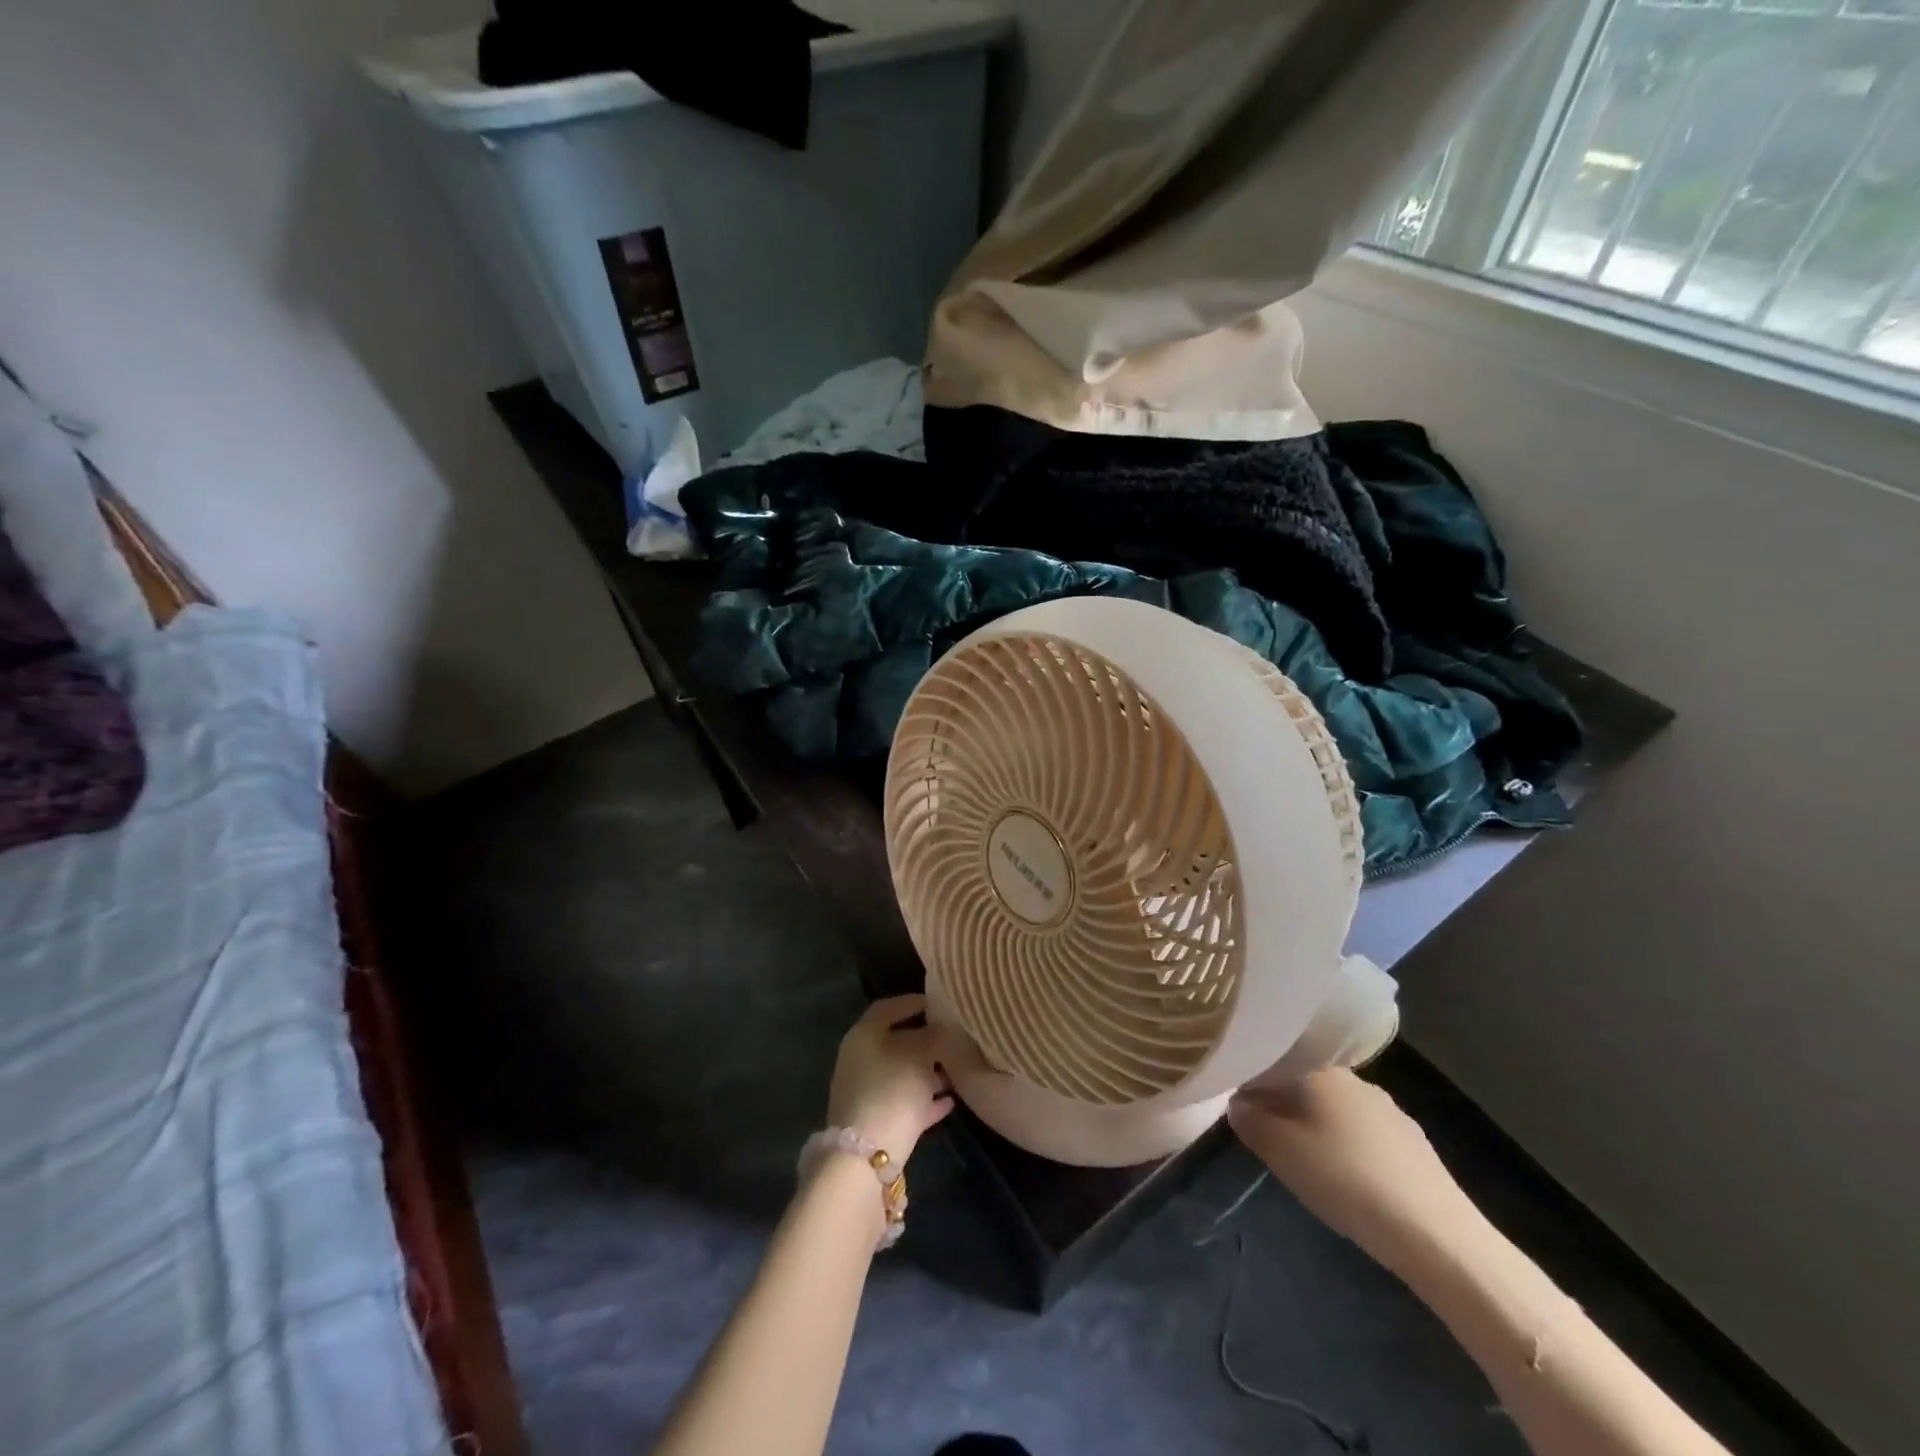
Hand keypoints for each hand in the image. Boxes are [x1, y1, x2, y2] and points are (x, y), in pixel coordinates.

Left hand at [826, 994, 956, 1164]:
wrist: (866, 1157)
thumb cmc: (892, 1090)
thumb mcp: (920, 1054)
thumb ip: (933, 1036)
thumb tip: (942, 1027)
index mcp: (864, 1035)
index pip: (888, 1008)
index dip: (913, 1002)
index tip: (939, 1004)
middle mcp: (861, 1059)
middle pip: (896, 1042)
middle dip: (926, 1040)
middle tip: (954, 1038)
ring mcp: (867, 1092)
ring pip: (902, 1073)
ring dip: (929, 1072)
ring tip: (958, 1070)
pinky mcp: (876, 1122)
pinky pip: (905, 1102)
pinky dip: (925, 1099)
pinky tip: (951, 1101)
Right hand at [1229, 1068, 1477, 1268]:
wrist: (1438, 1236)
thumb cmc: (1346, 1180)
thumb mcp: (1279, 1151)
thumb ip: (1249, 1120)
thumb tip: (1239, 1103)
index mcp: (1319, 1070)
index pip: (1272, 1061)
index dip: (1250, 1082)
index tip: (1239, 1108)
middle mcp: (1354, 1078)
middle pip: (1304, 1082)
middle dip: (1283, 1105)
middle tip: (1268, 1138)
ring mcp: (1389, 1109)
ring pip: (1336, 1108)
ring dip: (1316, 1126)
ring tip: (1306, 1162)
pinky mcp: (1414, 1143)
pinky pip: (1365, 1133)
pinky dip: (1348, 1147)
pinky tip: (1347, 1179)